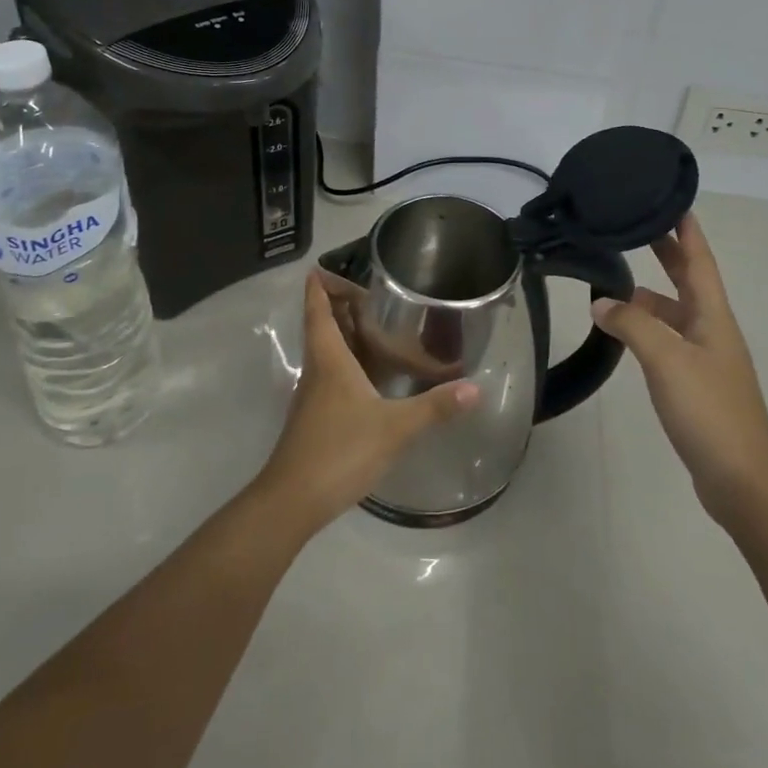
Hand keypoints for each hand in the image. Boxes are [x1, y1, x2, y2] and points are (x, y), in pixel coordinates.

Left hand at [255, 272, 481, 534]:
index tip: (321, 267)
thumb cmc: (340, 450)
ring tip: (374, 326)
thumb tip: (475, 389)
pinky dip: (347, 362)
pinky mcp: (315, 418)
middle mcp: (317, 370)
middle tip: (369, 293)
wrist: (292, 500)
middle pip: (321, 327)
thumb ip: (434, 407)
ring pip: (325, 352)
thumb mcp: (394, 428)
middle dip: (337, 305)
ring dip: (343, 334)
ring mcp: (313, 396)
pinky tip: (369, 376)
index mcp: (329, 360)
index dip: (319, 287)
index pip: (319, 311)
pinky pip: (331, 375)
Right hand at [591, 213, 767, 521]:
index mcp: (713, 317)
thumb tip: (601, 303)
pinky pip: (667, 341)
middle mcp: (712, 331)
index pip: (700, 261)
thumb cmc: (710, 411)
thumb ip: (633, 325)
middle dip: (667, 254)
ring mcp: (705, 359)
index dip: (687, 231)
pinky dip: (646, 329)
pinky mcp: (695, 384)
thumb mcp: (667, 359)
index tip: (672, 201)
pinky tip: (624, 334)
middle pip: (689, 281)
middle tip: (639, 228)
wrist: (742, 479)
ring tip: (614, 285)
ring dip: (649, 296)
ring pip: (674, 313)